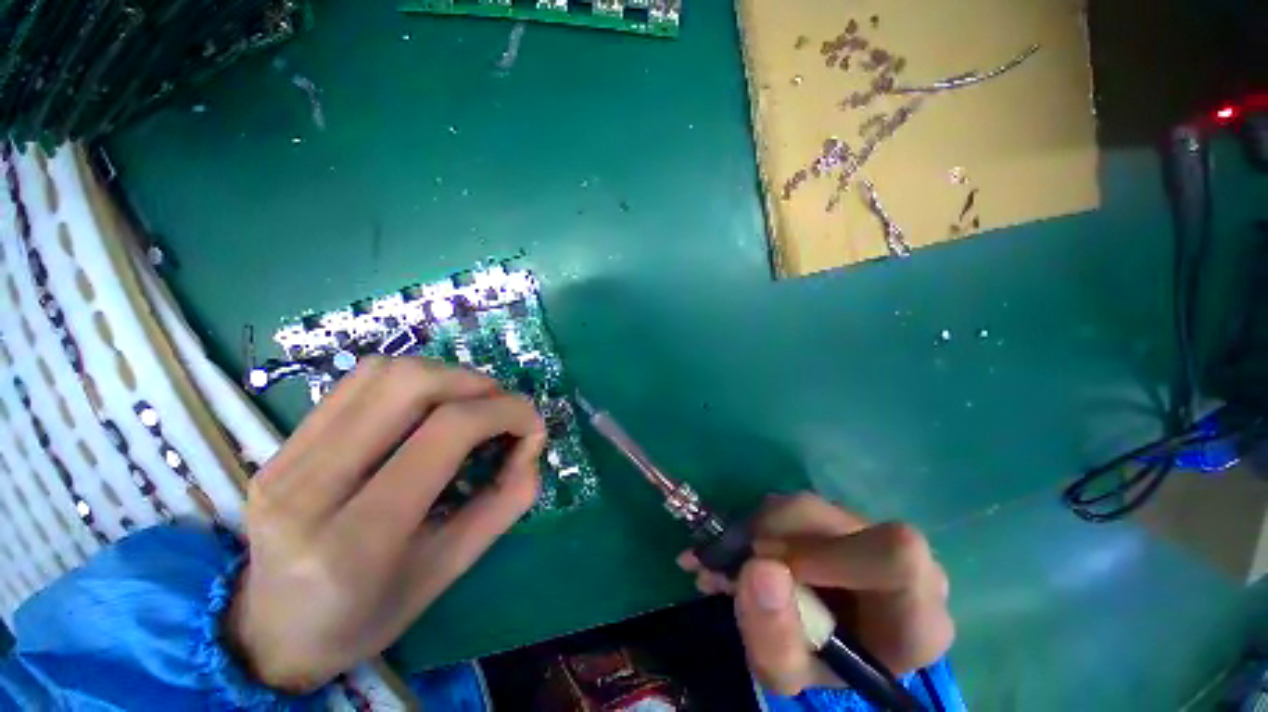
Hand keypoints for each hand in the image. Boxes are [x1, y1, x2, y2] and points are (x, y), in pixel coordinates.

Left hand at [226, 357, 545, 692]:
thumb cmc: (370, 613)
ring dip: (446, 376)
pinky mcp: (281, 443)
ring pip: (382, 372)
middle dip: (477, 384)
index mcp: (358, 539)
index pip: (447, 431)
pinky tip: (429, 406)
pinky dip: (412, 380)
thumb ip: (505, 501)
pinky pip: (357, 382)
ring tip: (471, 404)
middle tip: (502, 409)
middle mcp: (310, 487)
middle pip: (410, 384)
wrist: (275, 632)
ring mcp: (285, 458)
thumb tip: (530, 445)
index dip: (505, 413)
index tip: (532, 426)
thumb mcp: (451, 569)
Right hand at [678, 493, 952, 695]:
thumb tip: (760, 567)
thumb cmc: (816, 665)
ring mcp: (864, 530)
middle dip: (772, 538)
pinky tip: (747, 552)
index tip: (773, 568)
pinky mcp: (832, 513)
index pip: (897, 557)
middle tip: (737, 566)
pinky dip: (756, 524)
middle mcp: (899, 560)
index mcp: (917, 615)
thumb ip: (776, 637)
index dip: (828, 554)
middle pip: (832, 520)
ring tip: (737, 565)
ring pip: (801, 506)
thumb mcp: (788, 673)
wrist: (820, 641)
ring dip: (757, 531)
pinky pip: (787, 504)